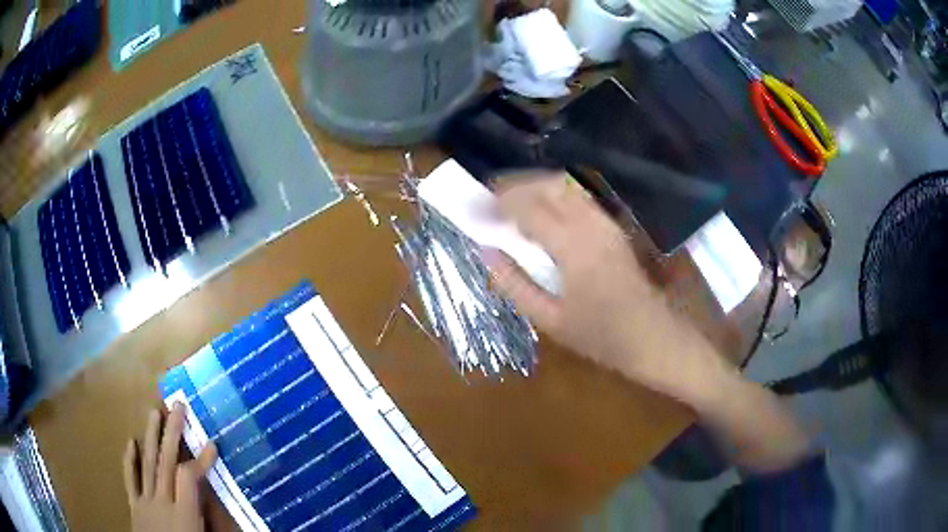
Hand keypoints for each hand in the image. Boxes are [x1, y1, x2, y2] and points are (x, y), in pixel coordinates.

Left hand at [123, 404, 217, 531]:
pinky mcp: (135, 506)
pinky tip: (131, 442)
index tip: (212, 443)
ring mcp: (145, 502)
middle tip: (177, 406)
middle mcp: (162, 502)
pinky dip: (130, 460)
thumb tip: (223, 506)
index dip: (201, 460)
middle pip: (166, 463)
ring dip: (151, 438)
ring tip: (154, 412)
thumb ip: (210, 522)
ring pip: (148, 465)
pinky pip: (130, 480)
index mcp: (183, 515)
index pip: (190, 479)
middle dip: (173, 433)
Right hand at [484, 174, 723, 397]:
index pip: (528, 209)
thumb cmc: (600, 336)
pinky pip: (578, 196)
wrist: (651, 336)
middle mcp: (591, 224)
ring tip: (508, 201)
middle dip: (513, 186)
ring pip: (564, 185)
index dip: (496, 204)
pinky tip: (540, 210)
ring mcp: (606, 221)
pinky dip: (552, 193)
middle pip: (547, 185)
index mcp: (574, 248)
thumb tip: (485, 251)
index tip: (472, 207)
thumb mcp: (549, 319)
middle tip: (487, 199)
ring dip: (533, 185)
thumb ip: (513, 284)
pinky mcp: (613, 225)